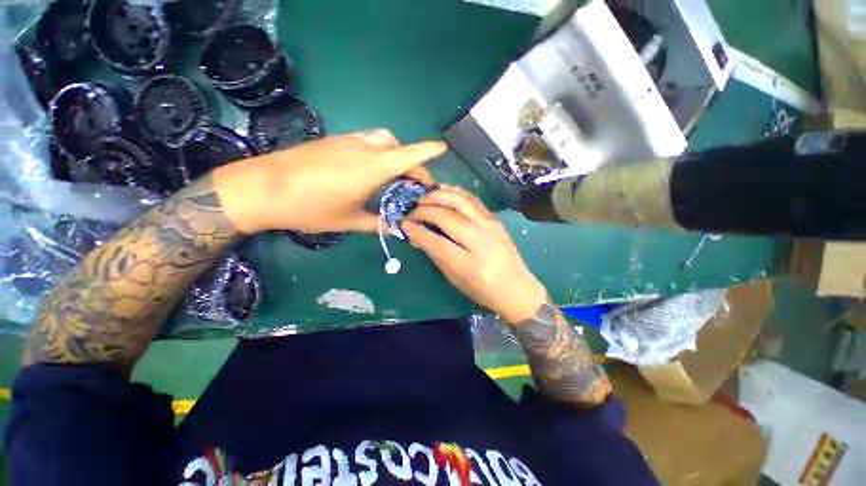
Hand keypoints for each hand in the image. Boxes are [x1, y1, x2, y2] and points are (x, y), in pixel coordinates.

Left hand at [212, 129, 445, 233]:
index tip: (443, 149)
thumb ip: (376, 223)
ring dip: (392, 153)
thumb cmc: (310, 208)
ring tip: (392, 175)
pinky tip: (367, 171)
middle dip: (410, 160)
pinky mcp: (332, 141)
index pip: (409, 155)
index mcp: (372, 168)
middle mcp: (363, 149)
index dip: (428, 151)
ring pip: (380, 140)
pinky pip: (363, 141)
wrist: (261, 188)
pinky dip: (375, 152)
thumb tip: (394, 228)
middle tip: (412, 181)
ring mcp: (345, 142)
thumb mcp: (348, 221)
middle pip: (397, 145)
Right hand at [402, 186, 547, 324]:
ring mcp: (492, 227)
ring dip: (440, 196)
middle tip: (413, 210)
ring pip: (462, 202)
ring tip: (425, 197)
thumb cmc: (482, 289)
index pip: (438, 243)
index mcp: (470, 265)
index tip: (405, 224)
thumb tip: (417, 235)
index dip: (418, 231)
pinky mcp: (495, 219)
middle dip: (426, 210)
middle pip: (450, 218)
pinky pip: (473, 200)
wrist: (516, 287)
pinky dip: (456, 192)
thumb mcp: (455, 278)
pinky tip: (443, 191)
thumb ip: (436, 254)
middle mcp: (482, 242)